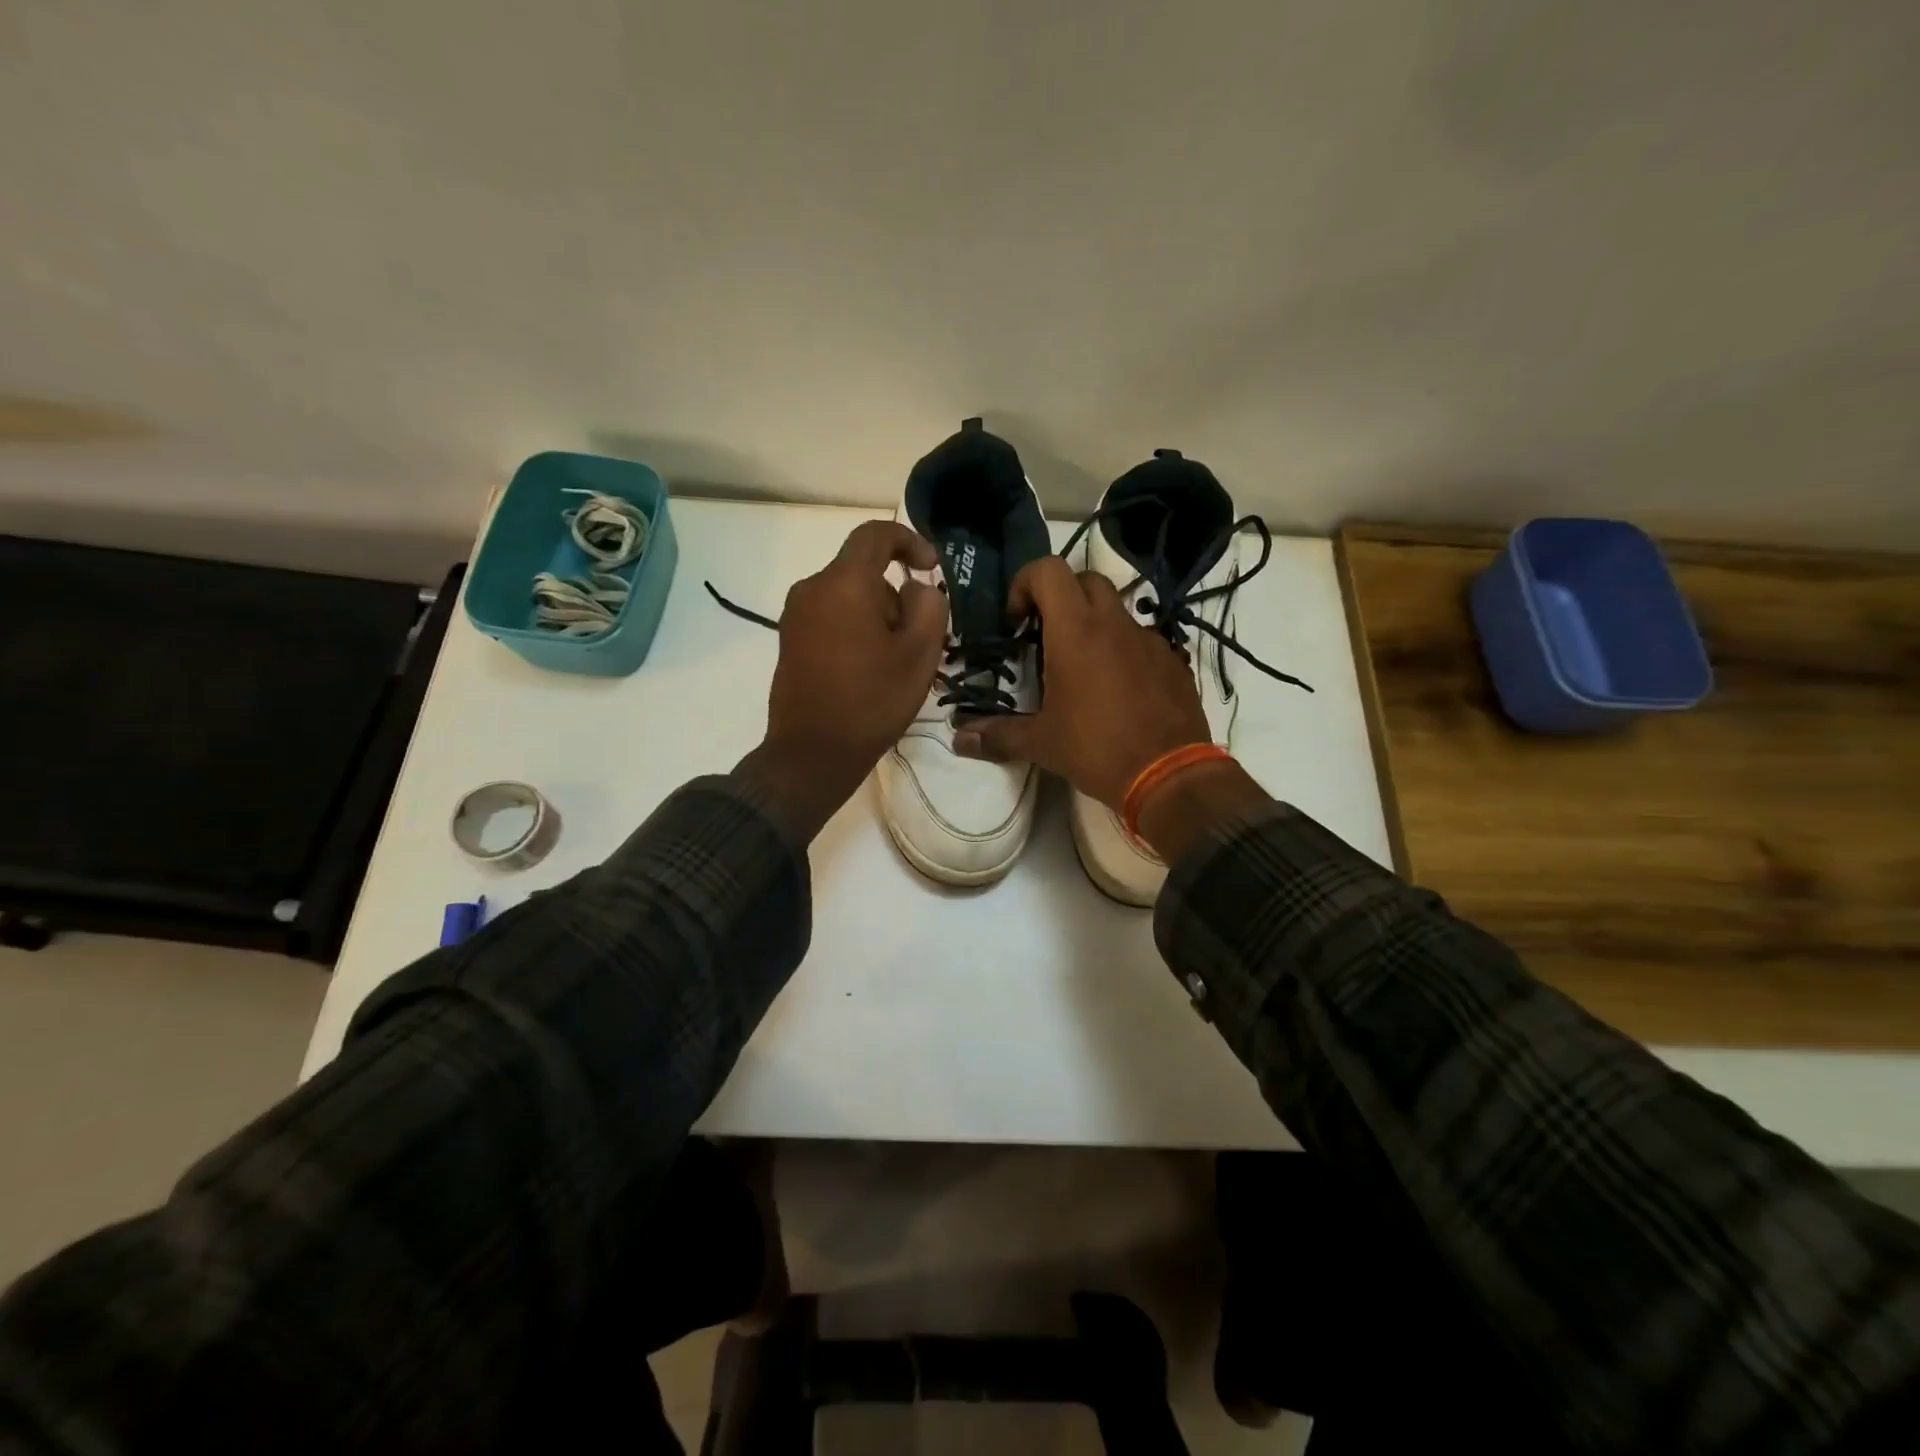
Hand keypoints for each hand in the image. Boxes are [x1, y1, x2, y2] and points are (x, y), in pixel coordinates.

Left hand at [737, 521, 946, 838]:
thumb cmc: (872, 701)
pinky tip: (870, 670)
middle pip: (863, 572)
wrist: (812, 754)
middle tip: (919, 639)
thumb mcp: (920, 654)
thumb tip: (915, 588)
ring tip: (896, 663)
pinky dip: (856, 630)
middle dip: (896, 596)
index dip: (909, 540)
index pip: (875, 535)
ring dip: (877, 617)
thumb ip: (929, 605)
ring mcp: (795, 616)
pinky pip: (831, 617)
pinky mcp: (789, 640)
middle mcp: (812, 588)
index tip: (931, 566)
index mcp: (844, 583)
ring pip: (848, 597)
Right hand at [952, 556, 1209, 809]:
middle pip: (1084, 580)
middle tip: (1045, 636)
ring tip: (1081, 669)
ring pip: (1116, 609)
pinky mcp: (1172, 660)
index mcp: (1075, 632)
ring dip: (1093, 624)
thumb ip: (998, 736)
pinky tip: (1117, 690)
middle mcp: (1113, 623)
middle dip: (1060, 598)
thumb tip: (959, 739)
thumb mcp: (1041, 744)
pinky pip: (1141, 639)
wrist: (1170, 776)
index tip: (1017, 621)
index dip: (1025, 583)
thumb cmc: (1097, 750)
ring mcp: (1149, 639)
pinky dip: (1122, 650)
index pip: (1048, 569)